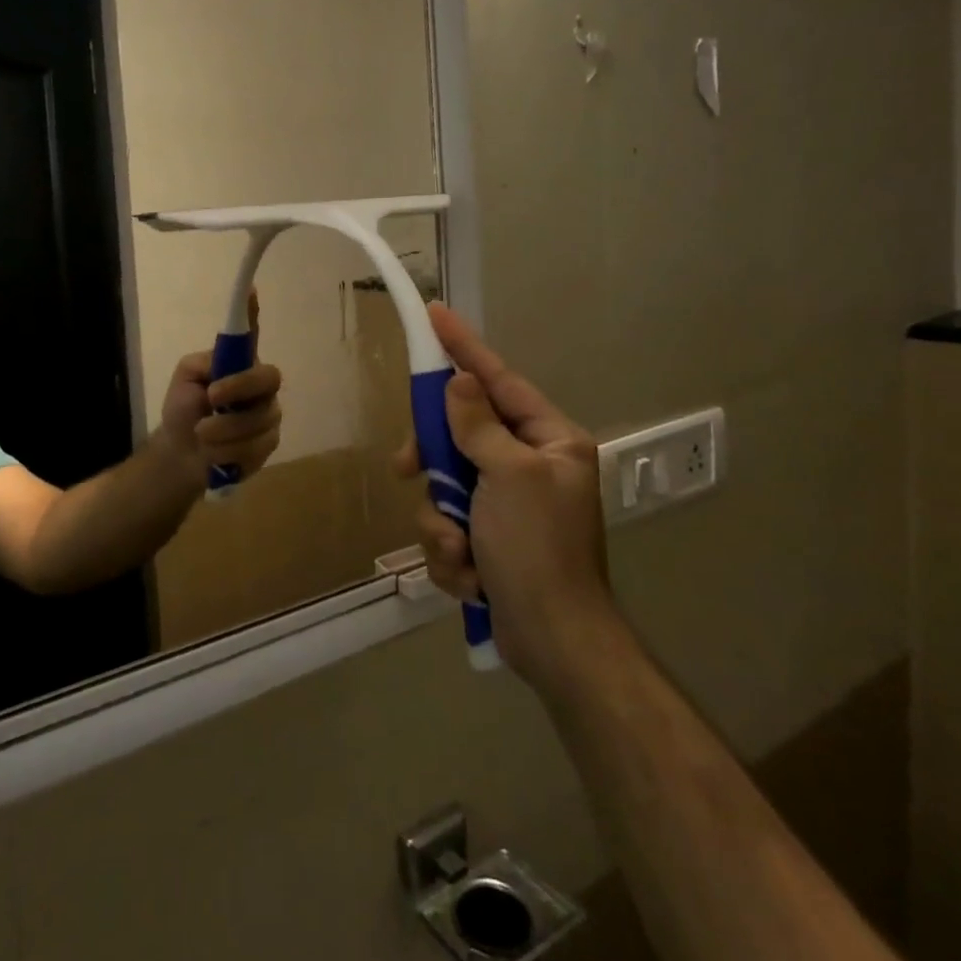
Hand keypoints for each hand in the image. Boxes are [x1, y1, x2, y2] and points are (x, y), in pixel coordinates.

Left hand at [157, 293, 283, 485]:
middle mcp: (260, 385)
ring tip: (201, 435)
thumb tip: (221, 358)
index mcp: (239, 364)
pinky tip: (216, 454)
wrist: (182, 454)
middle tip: (211, 397)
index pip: (251, 333)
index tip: (250, 288)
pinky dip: (228, 452)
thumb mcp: (185, 380)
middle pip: (268, 378)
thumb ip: (203, 364)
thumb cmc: (184, 409)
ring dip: (223, 430)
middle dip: (239, 388)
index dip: (252, 311)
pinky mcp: (268, 443)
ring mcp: (268, 414)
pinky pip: (255, 446)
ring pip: (258, 419)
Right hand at [397, 305, 612, 679]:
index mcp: (549, 441)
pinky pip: (447, 528)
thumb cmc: (538, 549)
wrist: (553, 644)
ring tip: (461, 552)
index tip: (434, 315)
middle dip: (433, 461)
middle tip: (406, 467)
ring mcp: (506, 506)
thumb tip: (459, 382)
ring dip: (442, 523)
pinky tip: (470, 578)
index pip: (497, 380)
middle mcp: (528, 466)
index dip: (462, 348)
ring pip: (444, 488)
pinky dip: (451, 554)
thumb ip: (478, 425)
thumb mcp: (509, 477)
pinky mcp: (487, 542)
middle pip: (459, 436)